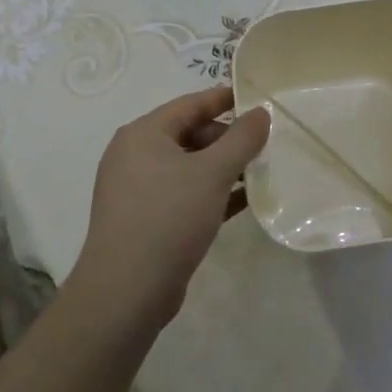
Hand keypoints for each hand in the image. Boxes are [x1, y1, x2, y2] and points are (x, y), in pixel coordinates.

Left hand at [70, 87, 270, 332]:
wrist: (125, 293)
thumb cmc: (168, 217)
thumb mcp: (212, 173)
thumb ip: (242, 138)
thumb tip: (261, 112)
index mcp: (144, 134)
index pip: (191, 104)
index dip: (226, 99)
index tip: (258, 98)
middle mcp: (135, 155)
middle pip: (190, 134)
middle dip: (228, 139)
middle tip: (266, 144)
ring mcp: (138, 190)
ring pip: (189, 167)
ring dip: (224, 168)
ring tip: (261, 171)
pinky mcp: (146, 220)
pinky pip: (185, 194)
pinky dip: (212, 193)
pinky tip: (245, 201)